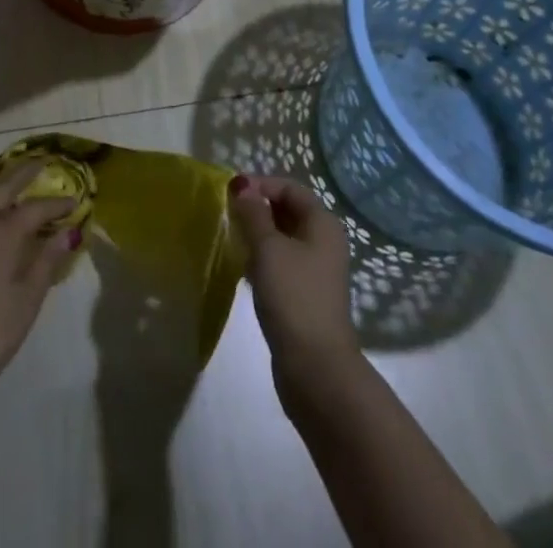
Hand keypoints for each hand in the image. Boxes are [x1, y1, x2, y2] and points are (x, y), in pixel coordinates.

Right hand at [228, 175, 357, 376]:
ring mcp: (316, 270)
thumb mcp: (268, 248)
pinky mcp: (305, 294)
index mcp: (322, 223)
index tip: (231, 193)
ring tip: (232, 240)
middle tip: (228, 215)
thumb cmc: (293, 296)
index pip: (290, 188)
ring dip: (258, 235)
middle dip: (258, 209)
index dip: (261, 184)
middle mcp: (324, 242)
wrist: (315, 368)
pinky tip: (243, 269)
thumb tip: (242, 185)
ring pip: (283, 239)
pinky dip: (262, 260)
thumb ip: (253, 213)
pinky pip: (281, 263)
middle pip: (288, 211)